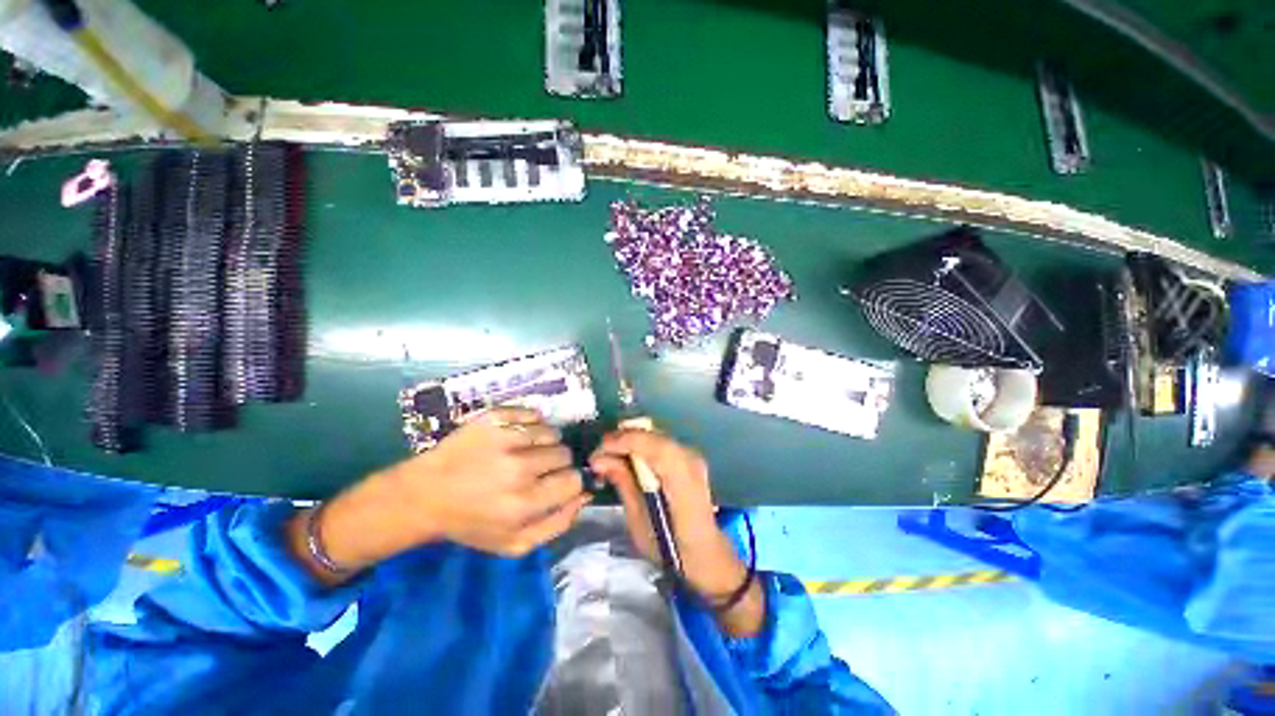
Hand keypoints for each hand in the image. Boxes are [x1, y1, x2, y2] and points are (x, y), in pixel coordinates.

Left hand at [290, 407, 589, 584]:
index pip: (573, 481)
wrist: (423, 494)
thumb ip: (557, 524)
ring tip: (525, 452)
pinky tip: (517, 435)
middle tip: (535, 469)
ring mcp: (504, 440)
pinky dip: (531, 423)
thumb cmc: (471, 522)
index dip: (568, 482)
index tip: (555, 483)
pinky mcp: (493, 419)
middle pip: (564, 454)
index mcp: (523, 505)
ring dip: (545, 442)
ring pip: (552, 432)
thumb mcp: (514, 543)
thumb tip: (585, 495)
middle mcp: (517, 470)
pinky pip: (533, 414)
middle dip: (556, 463)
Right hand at [589, 429, 764, 636]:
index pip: (656, 448)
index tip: (598, 451)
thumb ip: (623, 484)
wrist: (705, 553)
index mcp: (684, 483)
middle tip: (599, 453)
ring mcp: (692, 457)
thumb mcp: (639, 522)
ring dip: (630, 441)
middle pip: (654, 436)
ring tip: (609, 455)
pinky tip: (627, 457)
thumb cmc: (670, 548)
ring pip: (656, 435)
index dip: (625, 442)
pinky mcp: (688, 457)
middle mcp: (691, 462)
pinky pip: (660, 442)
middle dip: (623, 438)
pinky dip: (640, 445)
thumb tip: (600, 460)